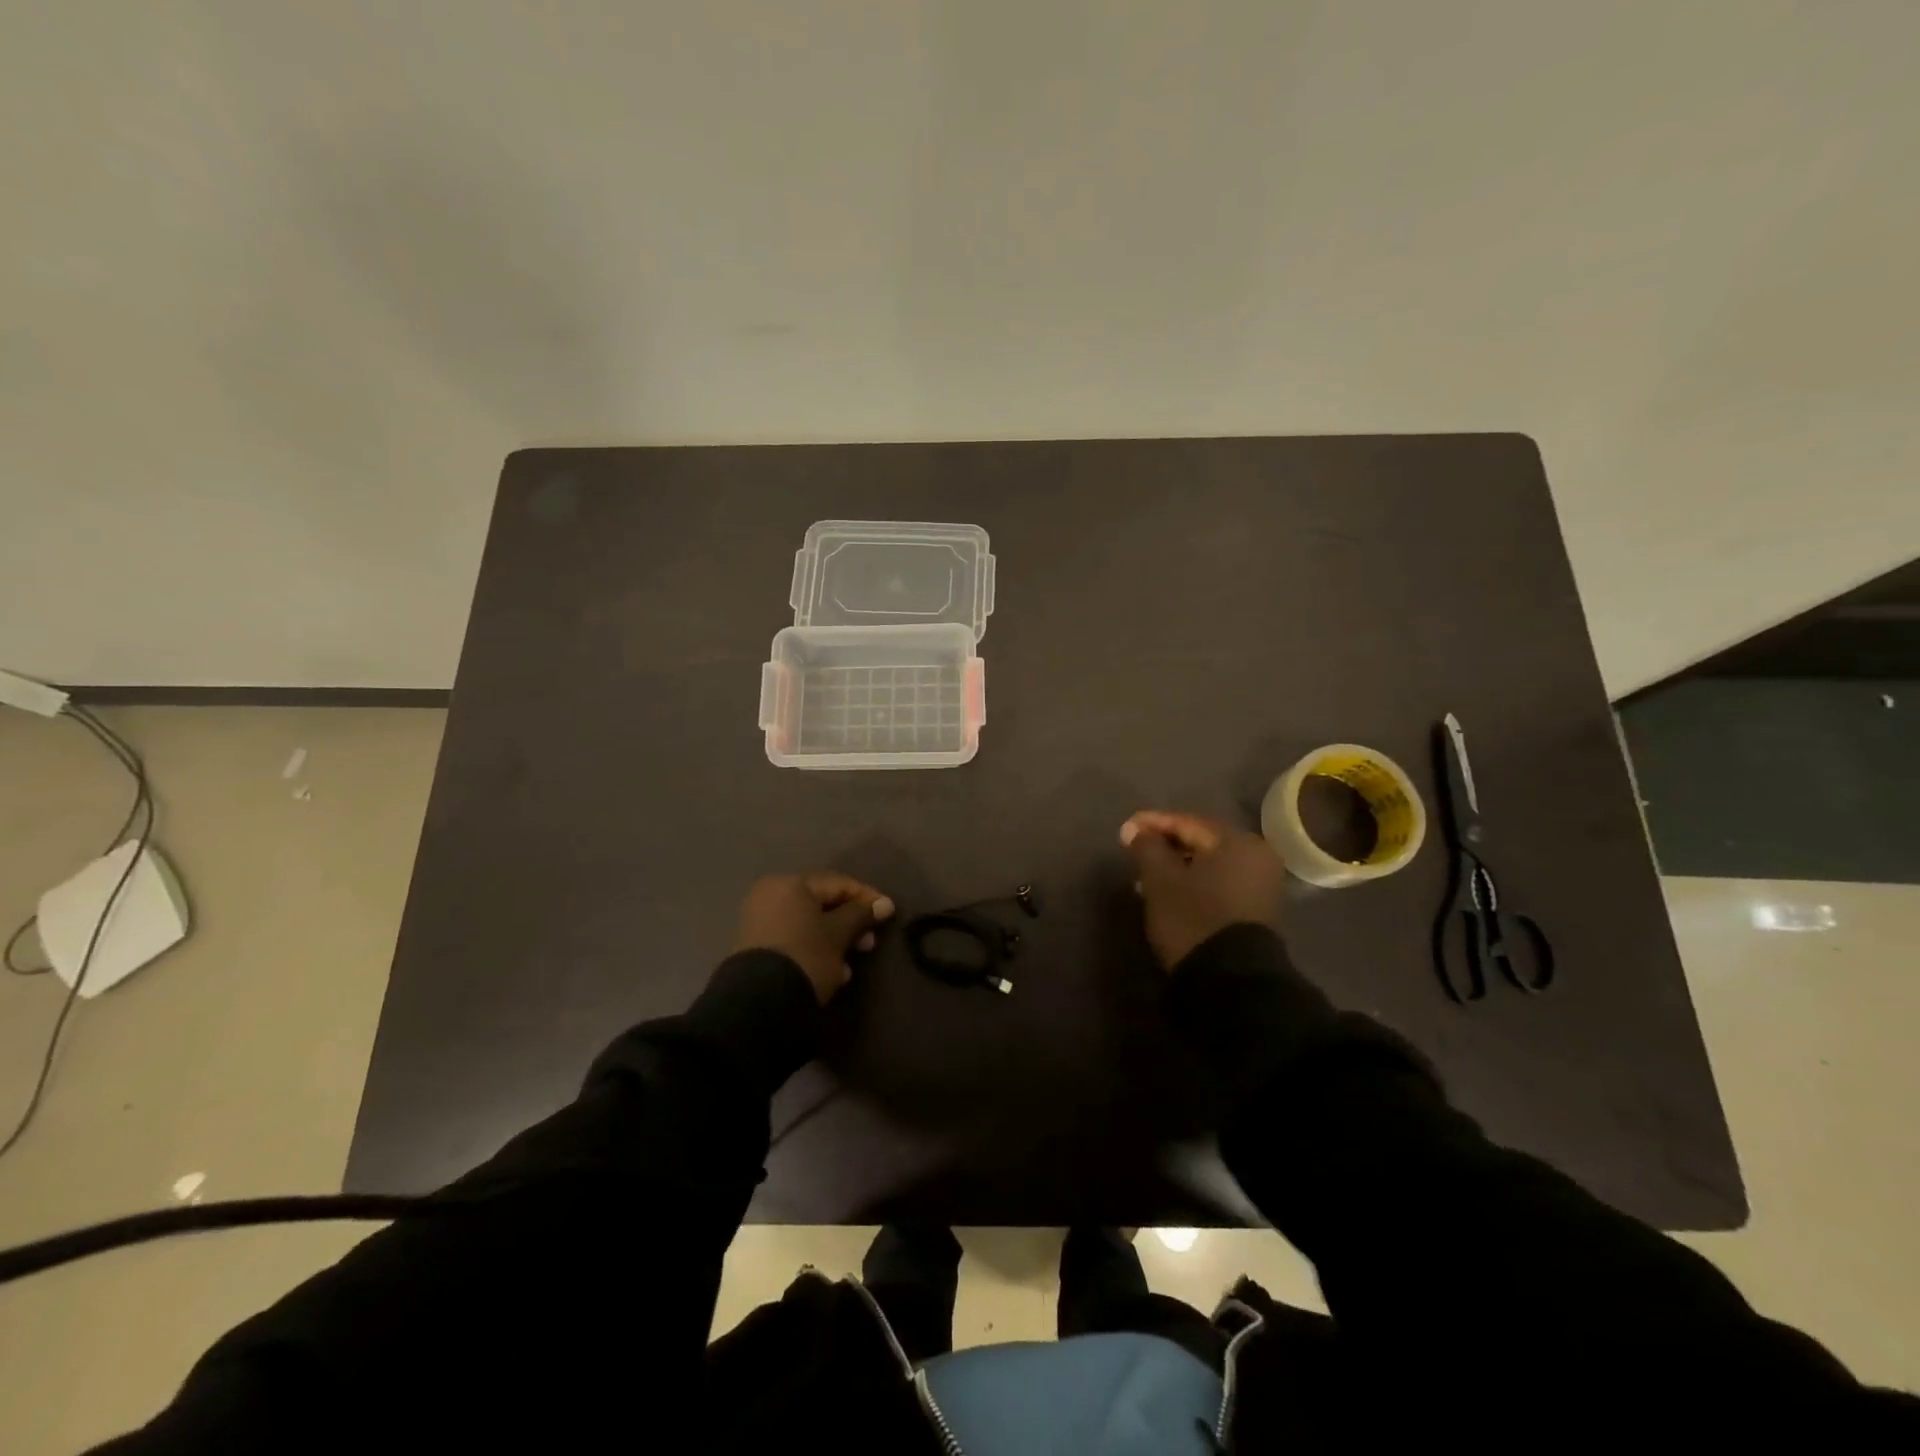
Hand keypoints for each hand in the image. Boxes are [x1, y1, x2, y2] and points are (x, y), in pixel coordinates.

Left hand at [734, 873, 894, 1003]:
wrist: (760, 1002)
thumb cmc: (806, 956)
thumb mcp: (839, 934)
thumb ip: (861, 915)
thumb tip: (884, 904)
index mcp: (790, 884)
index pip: (838, 883)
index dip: (867, 897)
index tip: (889, 913)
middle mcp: (771, 896)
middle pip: (822, 904)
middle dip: (850, 923)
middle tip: (870, 943)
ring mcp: (760, 922)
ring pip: (809, 925)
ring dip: (835, 941)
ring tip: (850, 965)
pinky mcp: (757, 949)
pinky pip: (795, 941)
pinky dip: (815, 951)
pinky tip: (831, 973)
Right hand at [1121, 810, 1284, 969]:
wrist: (1231, 980)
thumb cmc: (1193, 918)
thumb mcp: (1160, 879)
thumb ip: (1147, 847)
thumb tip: (1134, 829)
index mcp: (1238, 841)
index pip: (1187, 822)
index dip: (1152, 824)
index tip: (1125, 829)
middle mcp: (1257, 856)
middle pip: (1201, 842)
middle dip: (1166, 845)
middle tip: (1135, 851)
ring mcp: (1262, 885)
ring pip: (1210, 864)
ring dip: (1178, 866)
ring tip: (1147, 875)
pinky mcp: (1257, 909)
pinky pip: (1220, 883)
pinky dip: (1195, 882)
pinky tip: (1171, 892)